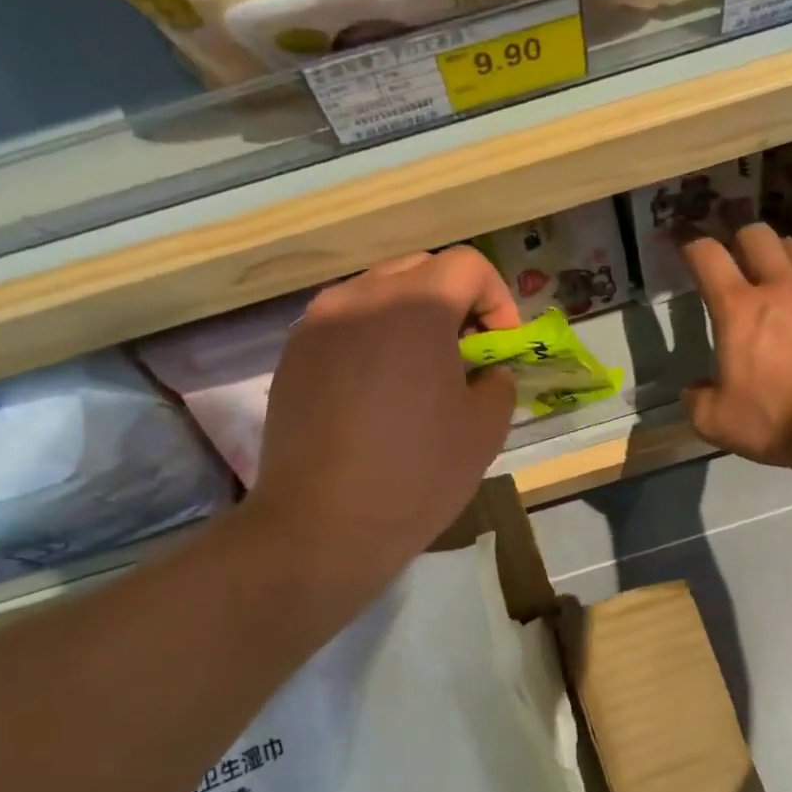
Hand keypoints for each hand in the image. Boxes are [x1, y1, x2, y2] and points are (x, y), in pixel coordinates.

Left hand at [248, 248, 518, 602]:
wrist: (321, 526)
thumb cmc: (416, 475)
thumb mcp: (485, 429)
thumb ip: (498, 380)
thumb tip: (485, 370)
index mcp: (415, 307)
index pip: (468, 265)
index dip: (497, 300)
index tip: (499, 348)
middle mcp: (360, 297)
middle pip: (421, 270)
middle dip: (455, 303)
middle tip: (465, 356)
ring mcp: (318, 324)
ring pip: (378, 293)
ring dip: (411, 318)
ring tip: (419, 374)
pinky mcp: (293, 355)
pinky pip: (345, 324)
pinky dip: (373, 340)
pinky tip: (377, 393)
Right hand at [680, 224, 791, 467]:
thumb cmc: (776, 419)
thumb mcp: (715, 421)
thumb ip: (697, 400)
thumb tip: (695, 389)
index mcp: (738, 309)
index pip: (708, 257)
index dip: (691, 246)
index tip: (686, 247)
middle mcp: (779, 287)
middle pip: (756, 235)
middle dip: (739, 239)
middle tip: (734, 258)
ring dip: (778, 250)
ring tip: (774, 269)